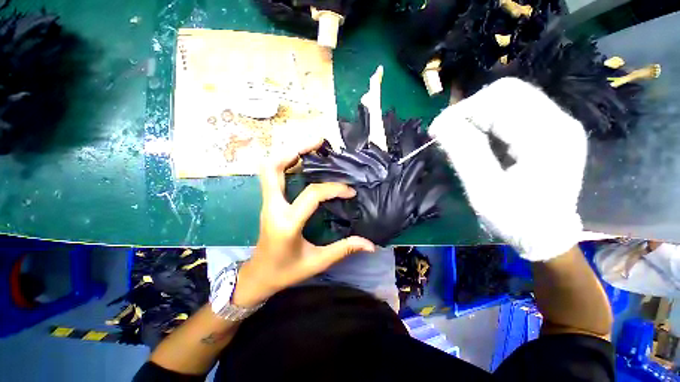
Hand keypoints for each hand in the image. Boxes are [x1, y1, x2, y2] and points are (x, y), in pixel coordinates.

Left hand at [232, 139, 375, 306]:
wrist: (259, 275)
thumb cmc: (287, 271)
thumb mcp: (317, 262)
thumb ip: (343, 250)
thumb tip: (370, 244)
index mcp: (287, 223)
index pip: (312, 194)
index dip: (334, 188)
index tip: (350, 191)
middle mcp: (273, 208)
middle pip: (274, 168)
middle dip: (296, 150)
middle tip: (318, 143)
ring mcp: (267, 203)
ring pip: (270, 168)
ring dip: (289, 153)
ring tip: (312, 148)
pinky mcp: (269, 202)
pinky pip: (273, 176)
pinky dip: (286, 163)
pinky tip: (302, 162)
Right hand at [429, 78, 587, 261]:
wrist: (547, 235)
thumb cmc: (516, 219)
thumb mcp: (484, 190)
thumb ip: (464, 152)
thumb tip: (441, 124)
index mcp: (547, 137)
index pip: (498, 100)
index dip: (461, 111)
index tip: (437, 131)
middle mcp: (559, 121)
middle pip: (507, 91)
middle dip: (470, 109)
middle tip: (449, 132)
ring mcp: (558, 123)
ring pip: (510, 98)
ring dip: (478, 114)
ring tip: (462, 136)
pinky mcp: (551, 130)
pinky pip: (515, 110)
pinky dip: (489, 120)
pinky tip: (480, 139)